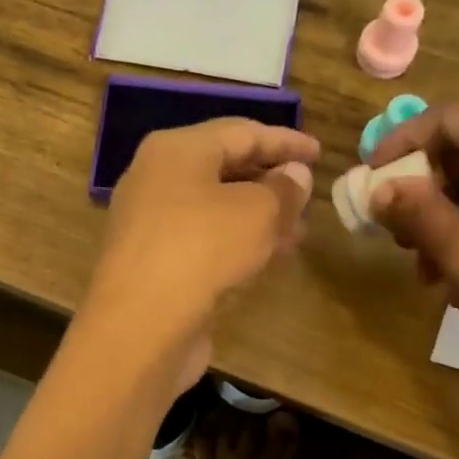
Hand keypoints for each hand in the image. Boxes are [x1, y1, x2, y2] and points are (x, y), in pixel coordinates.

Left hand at [83, 118, 317, 386]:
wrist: (139, 327)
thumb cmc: (201, 250)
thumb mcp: (257, 212)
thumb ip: (283, 189)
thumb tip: (295, 174)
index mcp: (175, 150)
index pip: (240, 132)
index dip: (284, 141)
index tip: (319, 152)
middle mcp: (155, 179)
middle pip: (223, 168)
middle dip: (270, 180)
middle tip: (309, 193)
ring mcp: (149, 223)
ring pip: (214, 208)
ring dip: (258, 216)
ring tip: (299, 230)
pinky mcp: (152, 263)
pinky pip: (203, 240)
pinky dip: (236, 243)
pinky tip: (267, 258)